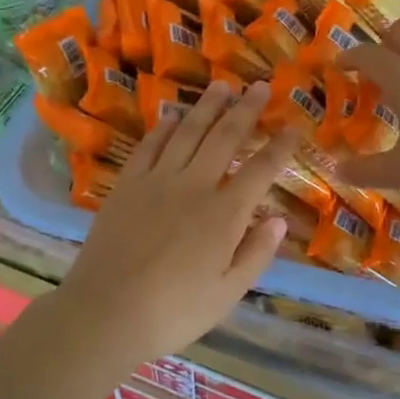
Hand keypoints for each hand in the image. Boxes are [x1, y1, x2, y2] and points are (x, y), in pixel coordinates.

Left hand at [54, 81, 296, 368]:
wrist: (105, 312)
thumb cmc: (174, 312)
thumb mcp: (227, 293)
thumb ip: (255, 254)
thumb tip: (278, 219)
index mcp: (224, 214)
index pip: (261, 170)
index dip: (280, 146)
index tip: (293, 127)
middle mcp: (194, 186)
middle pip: (225, 137)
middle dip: (246, 109)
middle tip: (259, 86)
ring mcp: (157, 181)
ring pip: (187, 132)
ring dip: (207, 107)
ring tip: (221, 86)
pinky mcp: (127, 185)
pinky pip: (149, 146)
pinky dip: (163, 128)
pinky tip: (172, 116)